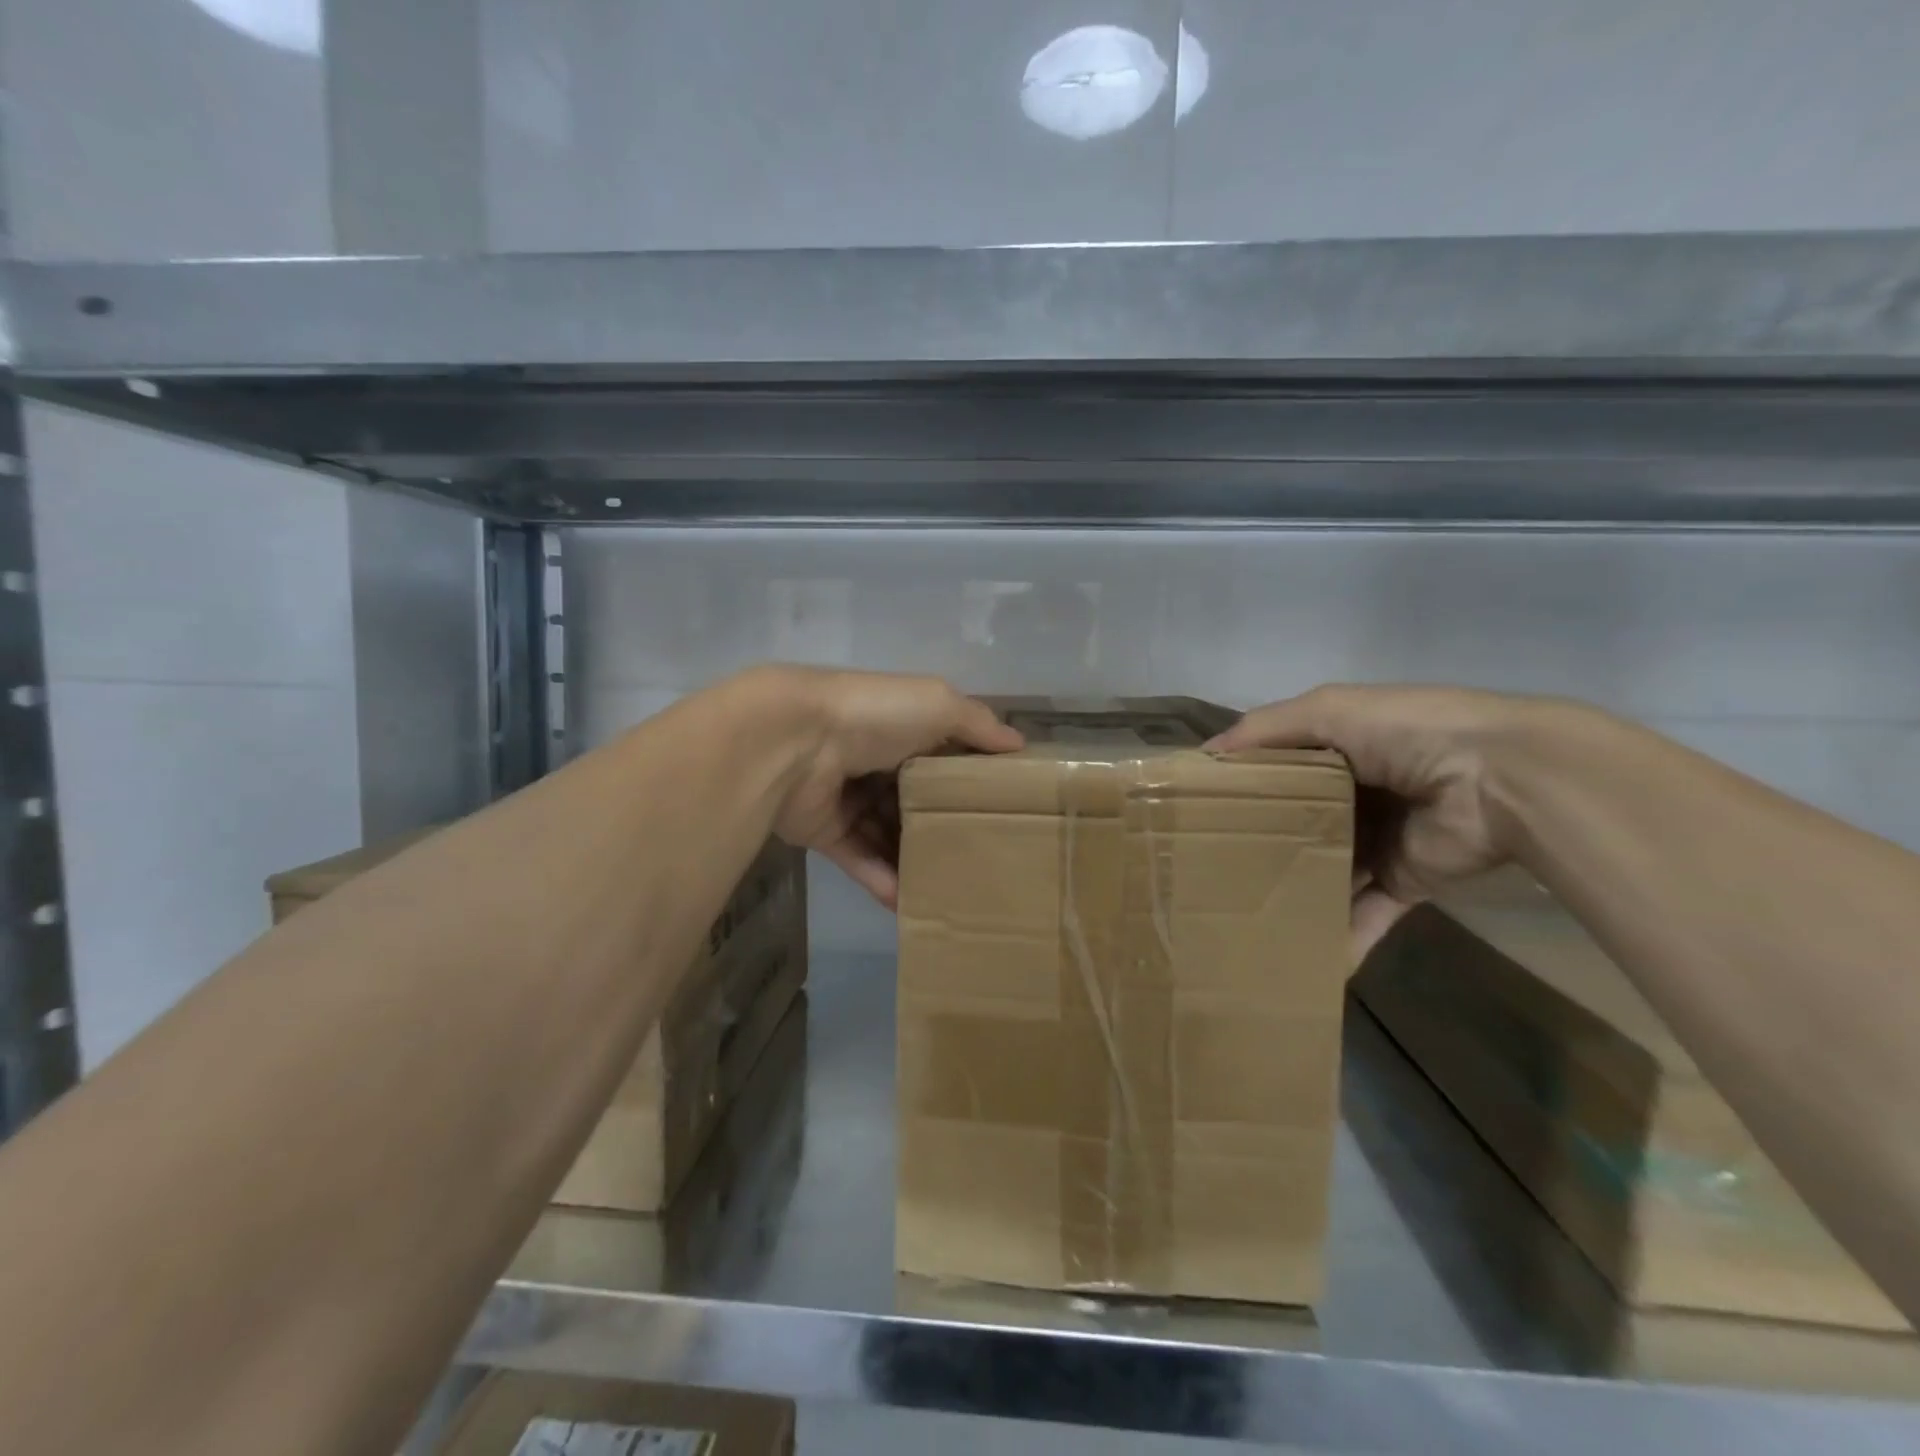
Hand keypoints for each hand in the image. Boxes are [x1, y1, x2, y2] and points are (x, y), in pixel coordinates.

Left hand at [757, 667, 1022, 907]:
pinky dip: (884, 882)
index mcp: (900, 727)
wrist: (795, 741)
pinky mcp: (825, 832)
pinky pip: (861, 861)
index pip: (941, 756)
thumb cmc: (875, 716)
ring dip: (915, 860)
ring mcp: (847, 798)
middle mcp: (874, 762)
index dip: (970, 779)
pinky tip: (912, 905)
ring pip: (888, 835)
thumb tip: (1020, 744)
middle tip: (984, 859)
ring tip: (954, 891)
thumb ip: (979, 724)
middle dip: (944, 825)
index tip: (1005, 808)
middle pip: (915, 800)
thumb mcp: (939, 704)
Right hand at [1208, 685, 1527, 959]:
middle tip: (1206, 872)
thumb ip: (1264, 729)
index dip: (1238, 785)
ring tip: (1240, 918)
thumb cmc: (1405, 734)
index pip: (1276, 768)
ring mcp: (1379, 840)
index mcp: (1337, 748)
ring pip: (1324, 871)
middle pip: (1295, 823)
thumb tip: (1203, 758)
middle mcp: (1354, 793)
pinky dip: (1341, 939)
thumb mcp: (1327, 711)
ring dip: (1292, 893)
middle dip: (1257, 845)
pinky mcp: (1404, 881)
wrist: (1501, 779)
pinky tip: (1304, 962)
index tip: (1192, 811)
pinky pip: (1365, 914)